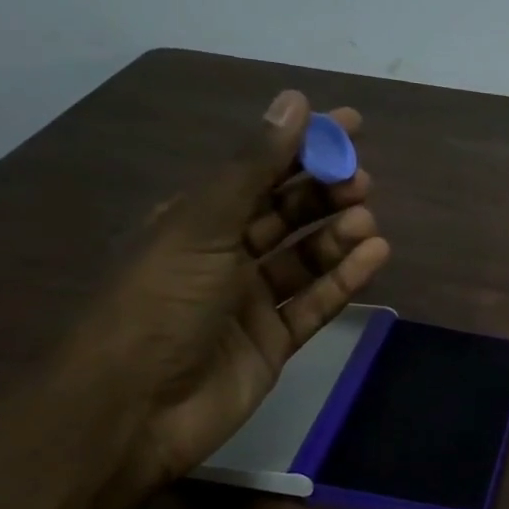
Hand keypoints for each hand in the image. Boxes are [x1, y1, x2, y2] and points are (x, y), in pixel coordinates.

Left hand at [63, 89, 390, 491]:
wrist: (135, 408)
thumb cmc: (161, 302)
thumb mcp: (204, 224)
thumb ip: (254, 166)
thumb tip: (295, 100)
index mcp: (194, 218)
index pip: (258, 169)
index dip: (302, 144)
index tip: (351, 126)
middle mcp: (223, 254)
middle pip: (286, 213)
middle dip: (325, 192)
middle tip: (362, 182)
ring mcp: (251, 300)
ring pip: (305, 258)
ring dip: (337, 235)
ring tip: (367, 222)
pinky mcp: (274, 341)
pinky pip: (316, 303)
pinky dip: (344, 280)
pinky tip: (373, 257)